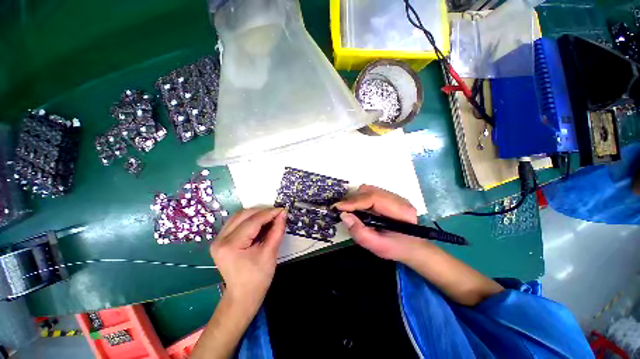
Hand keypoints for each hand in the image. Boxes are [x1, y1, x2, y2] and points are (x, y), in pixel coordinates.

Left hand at [210, 207, 285, 312]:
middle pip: (243, 215)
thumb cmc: (258, 278)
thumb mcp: (270, 253)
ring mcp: (218, 239)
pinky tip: (260, 222)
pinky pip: (237, 222)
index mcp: (230, 245)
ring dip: (256, 213)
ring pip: (239, 216)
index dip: (269, 213)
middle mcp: (220, 239)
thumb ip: (277, 230)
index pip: (252, 221)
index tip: (283, 210)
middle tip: (278, 213)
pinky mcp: (221, 240)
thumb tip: (283, 213)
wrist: (243, 296)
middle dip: (263, 211)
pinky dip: (250, 219)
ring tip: (270, 217)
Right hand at [334, 185, 424, 261]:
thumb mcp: (377, 246)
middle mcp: (399, 199)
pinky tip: (358, 208)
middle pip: (370, 191)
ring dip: (355, 198)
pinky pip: (370, 192)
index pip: (374, 198)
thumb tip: (344, 215)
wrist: (412, 247)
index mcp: (401, 211)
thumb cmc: (396, 248)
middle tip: (341, 210)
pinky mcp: (389, 197)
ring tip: (349, 209)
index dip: (354, 202)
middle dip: (353, 200)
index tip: (338, 207)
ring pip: (369, 189)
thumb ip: (359, 232)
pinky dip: (360, 198)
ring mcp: (394, 196)